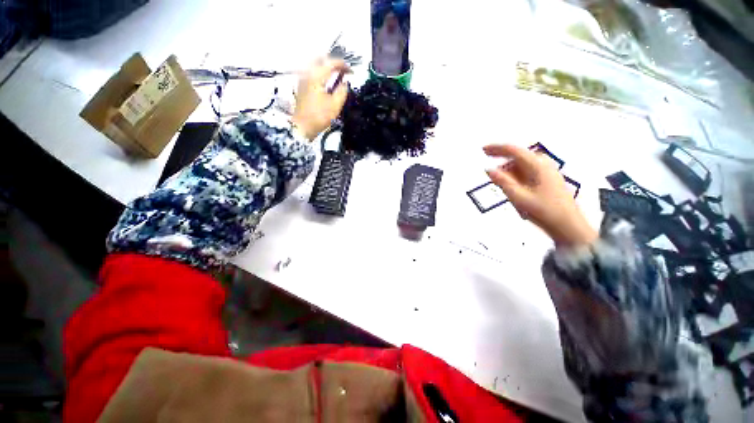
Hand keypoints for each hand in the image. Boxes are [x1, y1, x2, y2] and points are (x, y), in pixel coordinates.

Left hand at [291, 58, 350, 139]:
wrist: (302, 126)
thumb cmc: (319, 116)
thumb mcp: (335, 105)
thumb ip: (342, 91)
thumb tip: (345, 83)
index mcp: (316, 75)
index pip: (331, 63)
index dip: (343, 65)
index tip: (352, 72)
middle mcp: (307, 72)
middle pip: (321, 58)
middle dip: (333, 62)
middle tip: (343, 70)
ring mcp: (303, 78)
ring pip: (315, 64)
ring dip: (326, 66)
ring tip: (336, 74)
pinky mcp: (302, 85)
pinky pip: (312, 72)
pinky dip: (321, 72)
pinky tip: (327, 80)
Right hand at [484, 144, 597, 246]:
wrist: (567, 226)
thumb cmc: (543, 211)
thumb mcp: (518, 197)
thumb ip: (502, 181)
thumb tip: (488, 169)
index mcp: (537, 166)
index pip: (514, 150)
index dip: (497, 148)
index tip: (482, 150)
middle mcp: (544, 164)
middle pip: (518, 157)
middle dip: (502, 161)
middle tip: (488, 169)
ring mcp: (547, 172)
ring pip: (522, 165)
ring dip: (509, 170)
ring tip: (499, 182)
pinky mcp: (548, 180)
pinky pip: (527, 171)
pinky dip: (516, 175)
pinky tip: (511, 185)